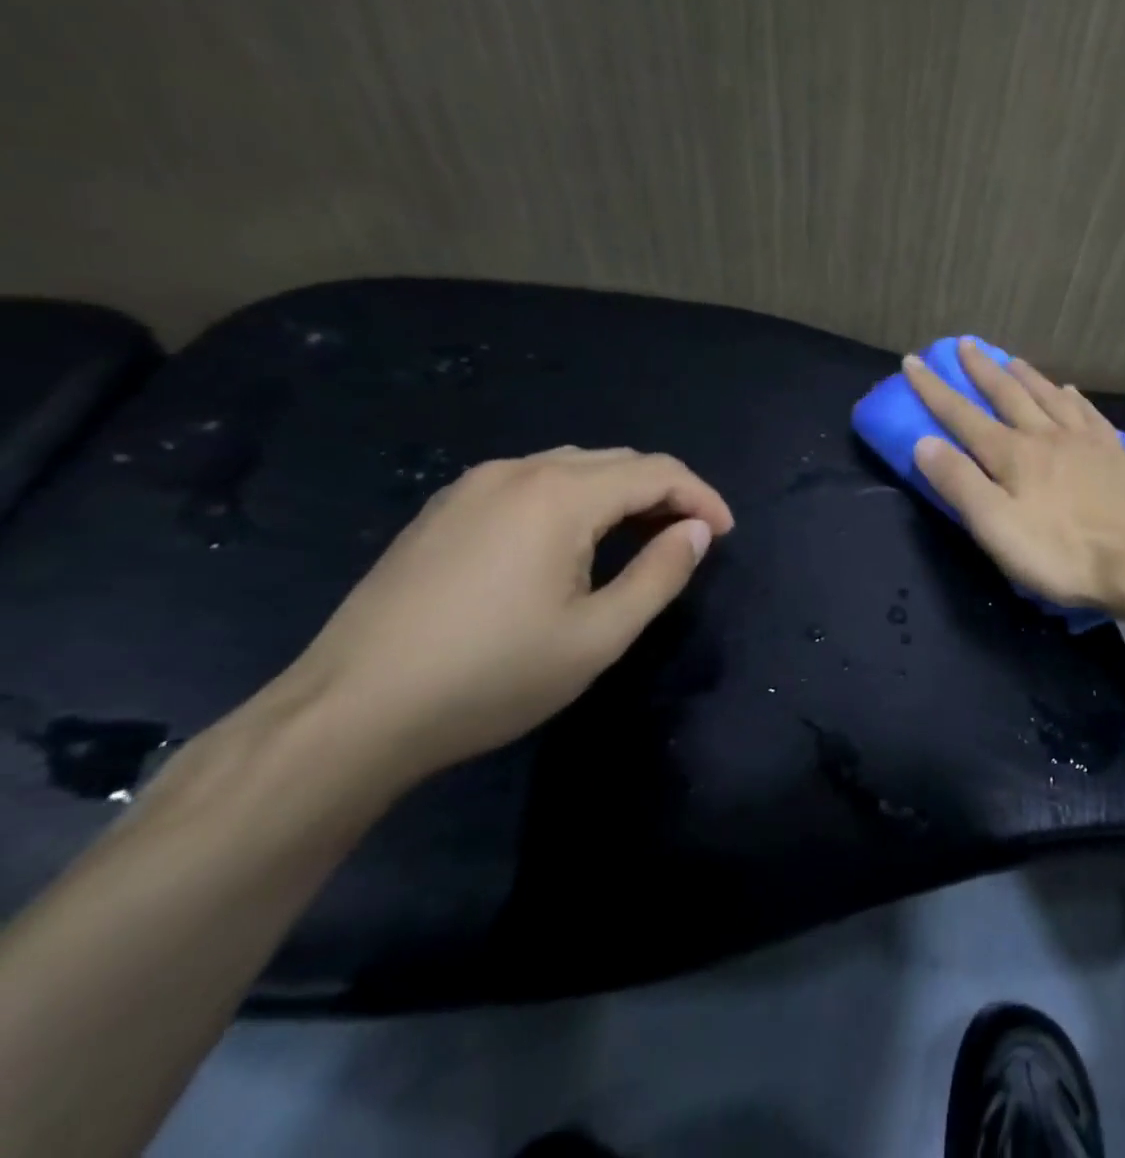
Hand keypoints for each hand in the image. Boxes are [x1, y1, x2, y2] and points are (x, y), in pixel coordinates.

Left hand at [286, 447, 732, 782]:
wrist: (348, 714)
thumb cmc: (489, 677)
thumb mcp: (598, 636)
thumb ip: (660, 575)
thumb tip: (696, 532)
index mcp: (559, 495)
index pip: (656, 471)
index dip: (702, 497)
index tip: (724, 534)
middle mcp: (517, 471)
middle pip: (617, 461)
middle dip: (666, 491)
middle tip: (691, 538)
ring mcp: (472, 486)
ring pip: (573, 466)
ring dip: (621, 493)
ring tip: (642, 536)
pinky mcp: (443, 509)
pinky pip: (531, 482)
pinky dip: (575, 498)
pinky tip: (573, 540)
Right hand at [903, 341, 1124, 607]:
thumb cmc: (1060, 552)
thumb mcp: (996, 526)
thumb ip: (959, 482)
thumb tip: (923, 441)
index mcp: (1012, 455)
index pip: (962, 415)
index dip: (934, 389)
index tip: (913, 361)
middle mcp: (1045, 435)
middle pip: (1007, 394)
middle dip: (981, 369)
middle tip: (965, 343)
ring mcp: (1084, 440)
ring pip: (1048, 396)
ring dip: (1025, 375)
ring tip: (1010, 358)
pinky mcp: (1114, 452)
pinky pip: (1087, 412)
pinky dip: (1072, 397)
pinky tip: (1069, 390)